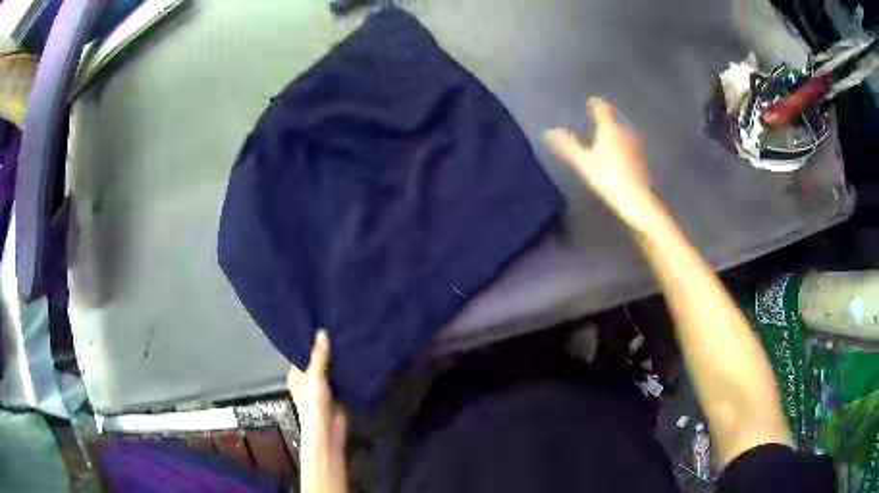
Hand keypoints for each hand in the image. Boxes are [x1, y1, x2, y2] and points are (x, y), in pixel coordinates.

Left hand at [287, 330, 347, 492]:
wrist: (328, 430)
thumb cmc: (313, 402)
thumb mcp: (314, 376)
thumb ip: (319, 355)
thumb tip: (322, 331)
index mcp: (296, 375)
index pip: (302, 353)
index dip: (311, 342)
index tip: (321, 323)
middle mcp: (308, 379)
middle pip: (318, 361)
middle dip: (327, 350)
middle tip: (339, 327)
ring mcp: (324, 387)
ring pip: (332, 369)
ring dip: (339, 360)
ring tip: (349, 337)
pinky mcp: (338, 393)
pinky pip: (343, 378)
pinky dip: (348, 371)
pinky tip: (356, 356)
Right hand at [545, 97, 658, 229]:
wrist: (637, 199)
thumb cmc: (608, 178)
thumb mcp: (584, 163)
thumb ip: (567, 145)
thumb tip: (548, 132)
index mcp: (609, 128)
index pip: (601, 107)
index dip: (594, 103)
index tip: (589, 102)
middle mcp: (624, 129)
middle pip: (612, 117)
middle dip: (603, 117)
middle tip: (592, 120)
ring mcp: (636, 141)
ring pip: (621, 129)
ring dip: (612, 130)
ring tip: (602, 137)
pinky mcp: (642, 154)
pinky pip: (628, 141)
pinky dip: (621, 142)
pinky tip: (616, 152)